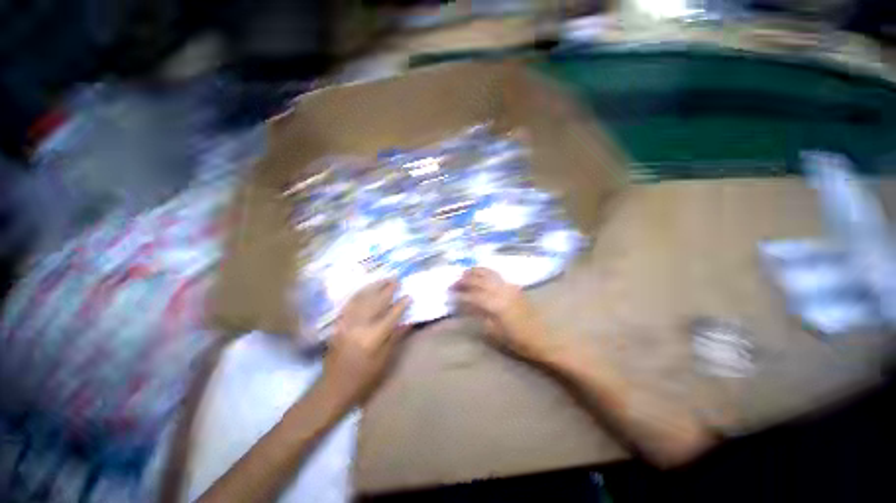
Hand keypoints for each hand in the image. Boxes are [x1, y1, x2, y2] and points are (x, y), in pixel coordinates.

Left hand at [322, 279, 410, 406]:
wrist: (334, 387)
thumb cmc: (363, 377)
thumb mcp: (384, 361)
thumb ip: (395, 338)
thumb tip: (408, 321)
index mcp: (373, 337)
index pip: (391, 316)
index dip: (401, 305)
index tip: (409, 296)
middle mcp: (360, 326)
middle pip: (375, 302)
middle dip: (387, 289)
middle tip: (396, 279)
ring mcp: (347, 323)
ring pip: (362, 299)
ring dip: (373, 287)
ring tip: (383, 279)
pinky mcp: (339, 323)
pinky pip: (350, 303)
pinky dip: (359, 294)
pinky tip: (365, 289)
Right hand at [452, 268, 560, 363]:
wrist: (542, 338)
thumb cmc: (517, 341)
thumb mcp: (494, 333)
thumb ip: (479, 316)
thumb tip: (466, 306)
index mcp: (495, 305)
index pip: (472, 296)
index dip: (459, 295)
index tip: (449, 295)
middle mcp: (501, 291)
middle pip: (478, 280)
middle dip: (464, 280)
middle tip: (453, 283)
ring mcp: (508, 287)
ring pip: (488, 273)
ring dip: (475, 271)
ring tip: (464, 273)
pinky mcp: (514, 286)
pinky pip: (497, 275)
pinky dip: (486, 272)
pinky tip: (481, 274)